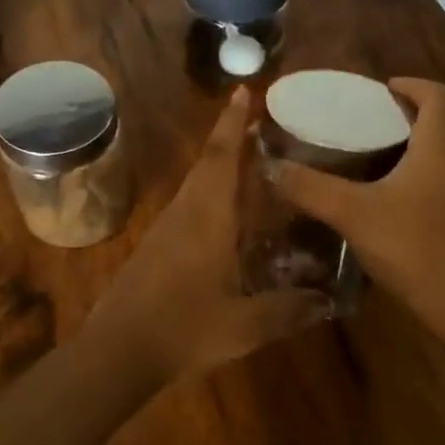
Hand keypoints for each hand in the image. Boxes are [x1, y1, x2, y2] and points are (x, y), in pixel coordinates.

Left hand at [88, 88, 331, 385]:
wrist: (117, 352)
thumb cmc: (184, 329)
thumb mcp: (246, 325)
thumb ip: (289, 310)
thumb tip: (327, 301)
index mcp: (207, 218)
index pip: (221, 158)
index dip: (233, 123)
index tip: (243, 92)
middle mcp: (184, 213)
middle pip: (207, 164)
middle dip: (229, 138)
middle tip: (260, 126)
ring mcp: (165, 230)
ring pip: (195, 186)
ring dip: (219, 167)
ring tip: (251, 165)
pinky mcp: (155, 249)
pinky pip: (188, 208)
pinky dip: (210, 196)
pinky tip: (227, 218)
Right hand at [269, 78, 444, 350]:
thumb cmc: (412, 247)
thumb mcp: (352, 214)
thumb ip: (310, 188)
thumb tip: (270, 167)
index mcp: (443, 145)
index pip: (438, 95)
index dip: (412, 85)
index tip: (383, 90)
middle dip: (429, 107)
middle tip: (392, 116)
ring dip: (439, 136)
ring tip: (398, 149)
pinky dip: (443, 165)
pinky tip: (412, 190)